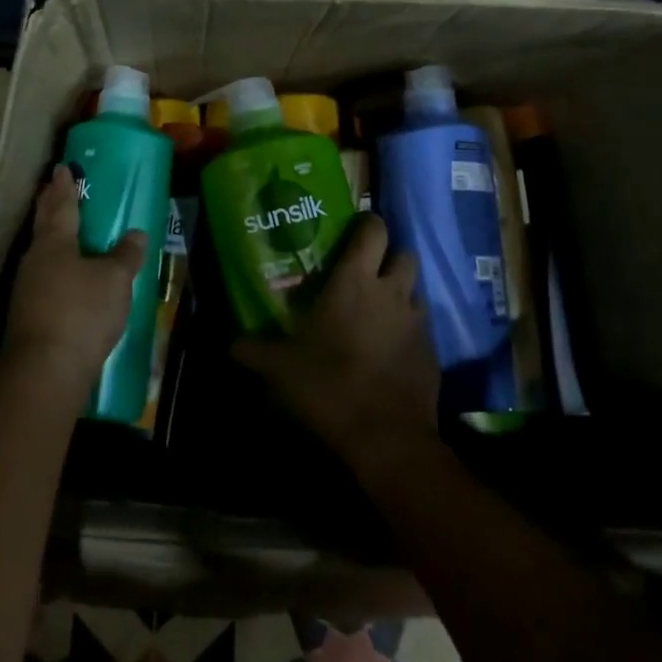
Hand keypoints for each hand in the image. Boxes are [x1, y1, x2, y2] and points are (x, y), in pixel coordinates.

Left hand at [3, 166, 146, 391]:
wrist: (45, 372)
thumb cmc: (82, 313)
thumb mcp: (114, 281)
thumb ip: (125, 255)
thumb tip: (135, 234)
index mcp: (55, 242)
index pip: (60, 205)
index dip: (64, 186)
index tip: (62, 168)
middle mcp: (35, 260)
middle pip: (45, 225)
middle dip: (51, 205)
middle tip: (56, 188)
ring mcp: (27, 289)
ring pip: (43, 253)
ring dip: (53, 239)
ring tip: (67, 232)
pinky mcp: (29, 315)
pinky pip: (45, 279)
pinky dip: (57, 269)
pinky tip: (68, 278)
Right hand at [233, 214, 439, 467]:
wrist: (386, 437)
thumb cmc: (328, 386)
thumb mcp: (279, 369)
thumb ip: (253, 350)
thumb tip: (229, 344)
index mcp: (355, 281)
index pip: (373, 230)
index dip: (367, 224)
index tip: (353, 230)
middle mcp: (391, 292)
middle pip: (405, 254)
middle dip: (390, 257)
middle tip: (367, 272)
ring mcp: (417, 322)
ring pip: (416, 290)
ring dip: (401, 293)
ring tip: (378, 311)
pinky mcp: (432, 352)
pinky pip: (422, 328)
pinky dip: (409, 330)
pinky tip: (389, 350)